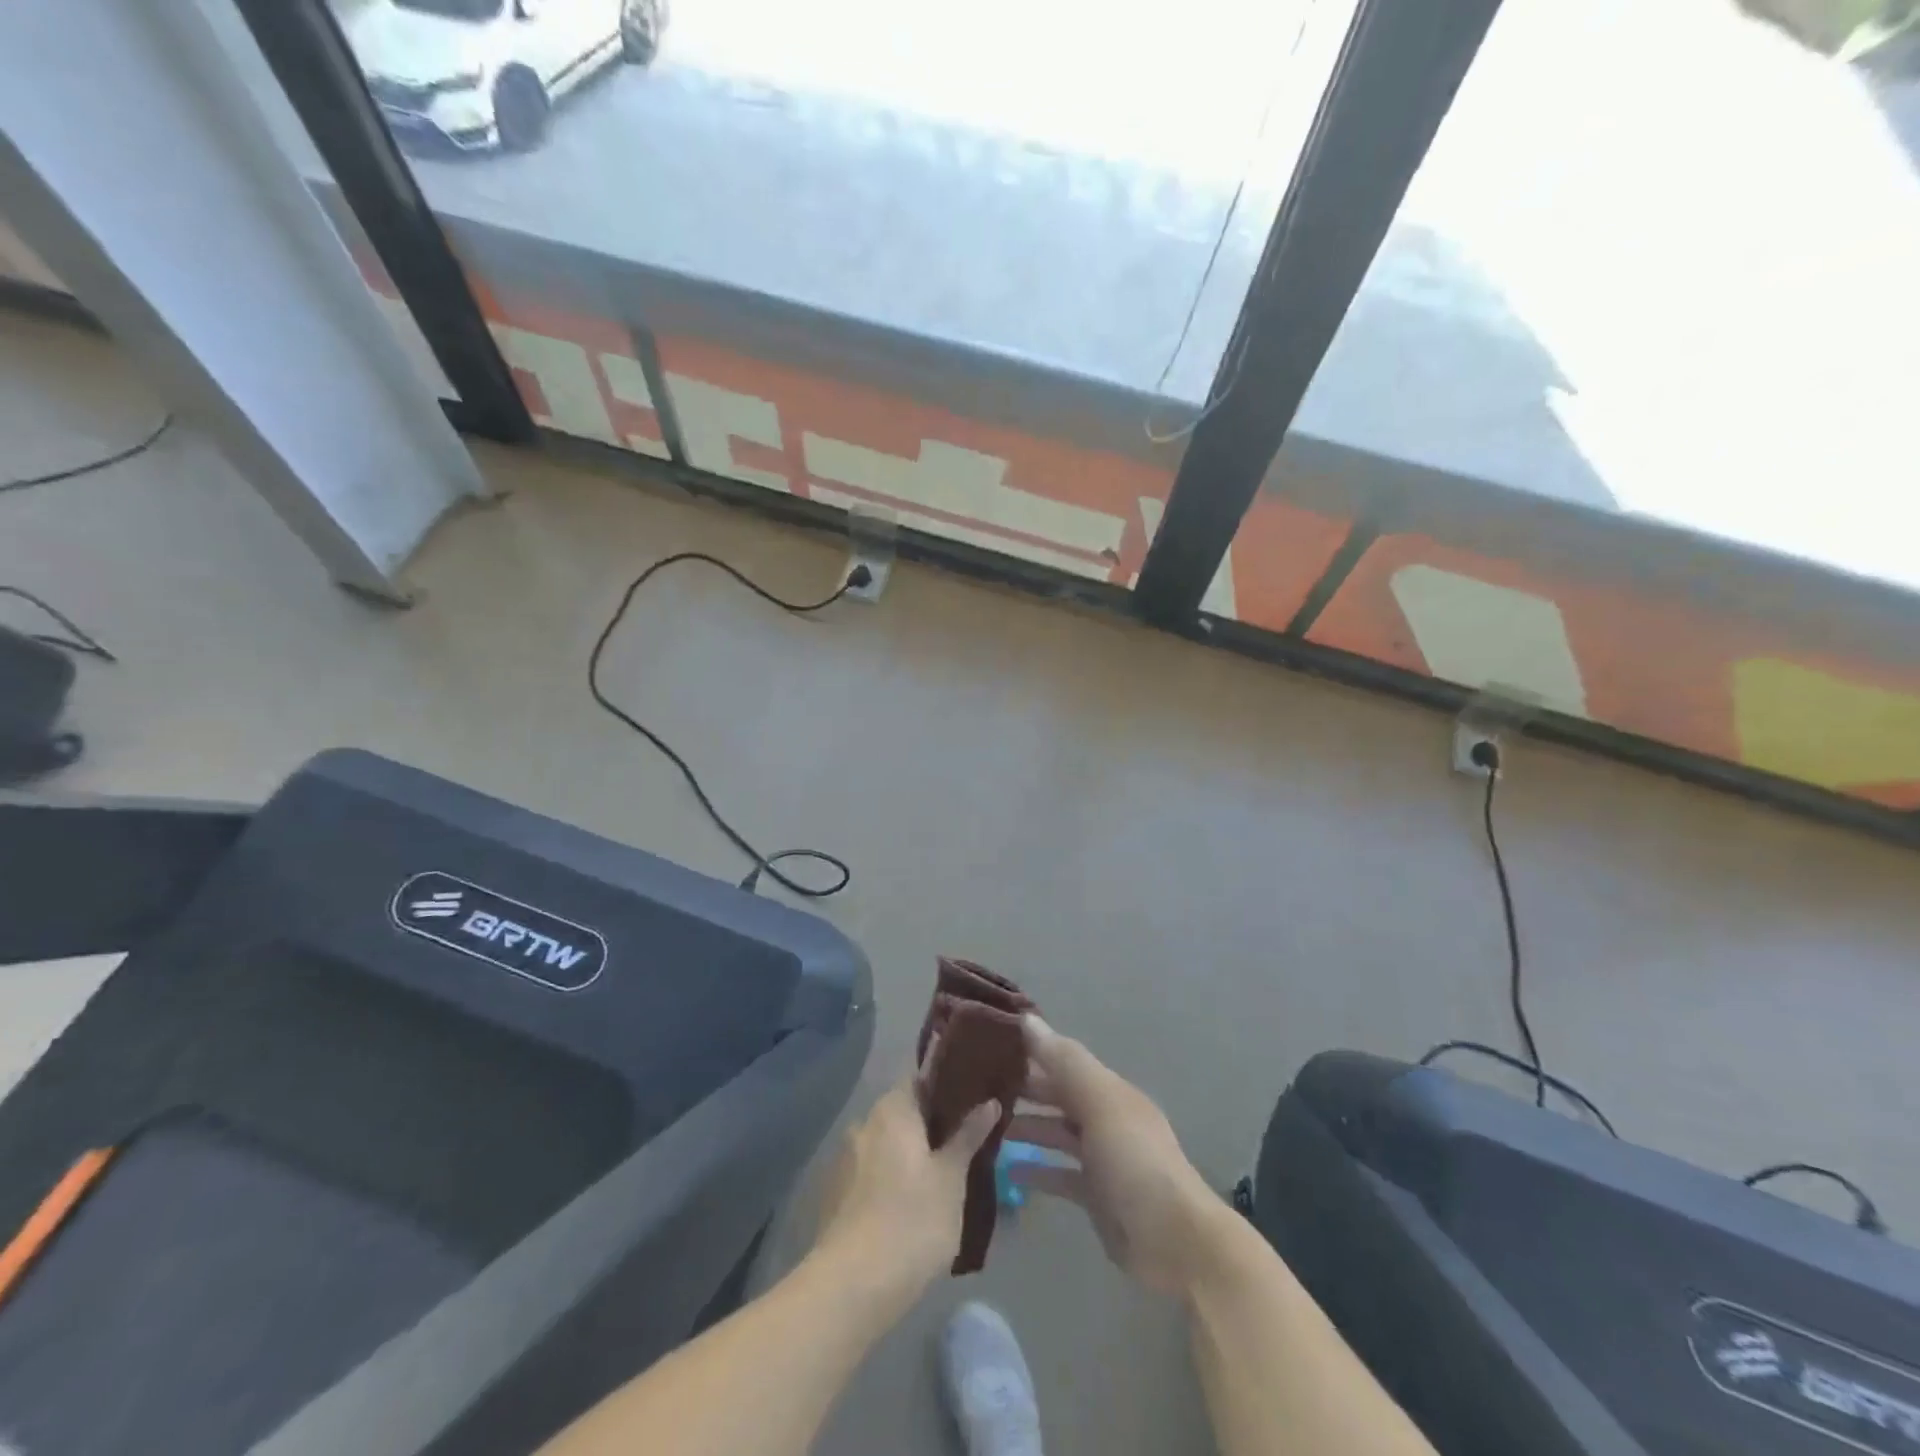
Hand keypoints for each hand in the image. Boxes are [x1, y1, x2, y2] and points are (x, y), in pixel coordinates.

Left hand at [812, 1077, 999, 1307]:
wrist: (852, 1287)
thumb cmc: (912, 1220)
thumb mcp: (951, 1177)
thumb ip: (968, 1135)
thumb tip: (989, 1101)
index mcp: (892, 1109)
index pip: (920, 1080)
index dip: (946, 1088)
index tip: (972, 1102)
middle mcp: (864, 1124)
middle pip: (903, 1113)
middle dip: (930, 1126)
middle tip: (964, 1143)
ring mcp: (845, 1159)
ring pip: (887, 1145)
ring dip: (910, 1154)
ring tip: (942, 1177)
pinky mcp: (836, 1194)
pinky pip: (871, 1172)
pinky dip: (891, 1178)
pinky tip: (911, 1205)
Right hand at [1009, 1016, 1221, 1297]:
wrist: (1176, 1243)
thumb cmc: (1135, 1162)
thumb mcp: (1100, 1103)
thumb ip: (1064, 1062)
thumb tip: (1027, 1018)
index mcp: (1110, 1091)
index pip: (1065, 1062)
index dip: (1032, 1052)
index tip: (991, 1045)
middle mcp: (1105, 1119)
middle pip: (1059, 1096)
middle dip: (1025, 1089)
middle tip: (978, 1086)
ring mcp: (1101, 1159)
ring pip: (1056, 1134)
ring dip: (1026, 1128)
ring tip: (984, 1125)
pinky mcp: (1095, 1197)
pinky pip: (1059, 1174)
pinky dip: (1035, 1170)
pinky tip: (1006, 1170)